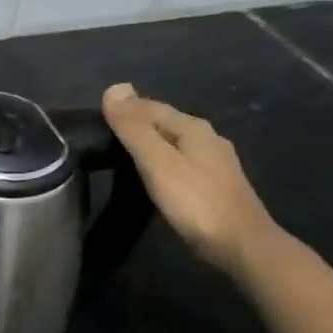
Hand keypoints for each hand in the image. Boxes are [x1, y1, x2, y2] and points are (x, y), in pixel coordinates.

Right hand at [102, 83, 280, 278]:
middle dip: (133, 126)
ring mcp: (213, 162)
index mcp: (193, 127)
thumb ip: (134, 128)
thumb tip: (114, 87)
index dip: (121, 110)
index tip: (92, 124)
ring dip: (145, 145)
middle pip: (162, 123)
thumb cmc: (195, 202)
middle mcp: (206, 138)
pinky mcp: (213, 183)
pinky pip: (178, 161)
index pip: (149, 106)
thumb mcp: (157, 162)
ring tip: (116, 157)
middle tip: (98, 141)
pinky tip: (148, 175)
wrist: (240, 245)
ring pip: (171, 143)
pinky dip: (158, 162)